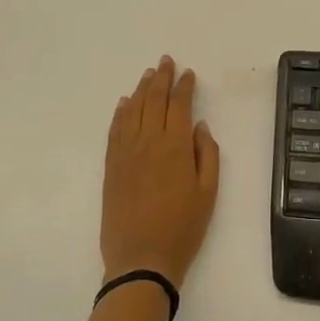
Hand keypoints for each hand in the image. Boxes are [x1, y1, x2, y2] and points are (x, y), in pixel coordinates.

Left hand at [100, 57, 219, 286]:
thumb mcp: (208, 193)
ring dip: (140, 89)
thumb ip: (207, 155)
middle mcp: (148, 142)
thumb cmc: (182, 228)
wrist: (141, 259)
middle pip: (153, 100)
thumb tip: (199, 126)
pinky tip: (124, 103)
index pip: (179, 105)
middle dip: (161, 78)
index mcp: (175, 146)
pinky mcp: (111, 166)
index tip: (188, 73)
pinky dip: (120, 112)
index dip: (184, 86)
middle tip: (165, 61)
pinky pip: (114, 130)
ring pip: (132, 110)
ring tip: (147, 74)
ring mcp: (126, 153)